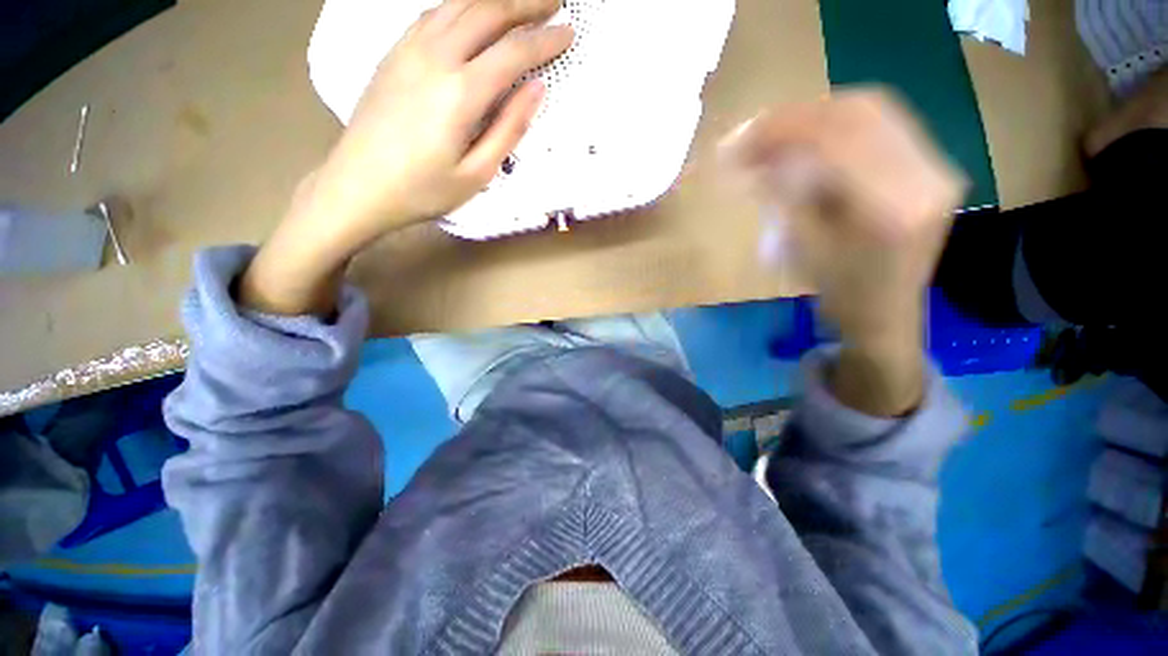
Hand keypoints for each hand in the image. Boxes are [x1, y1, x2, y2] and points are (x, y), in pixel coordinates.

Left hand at [240, 0, 573, 315]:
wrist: (358, 185)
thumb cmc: (423, 190)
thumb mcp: (476, 174)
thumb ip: (508, 130)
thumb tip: (537, 90)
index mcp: (460, 94)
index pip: (513, 52)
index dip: (545, 41)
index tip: (569, 33)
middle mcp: (435, 58)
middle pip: (487, 13)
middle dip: (525, 3)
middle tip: (554, 1)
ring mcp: (410, 50)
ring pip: (459, 4)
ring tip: (521, 0)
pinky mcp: (394, 53)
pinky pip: (433, 13)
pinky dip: (461, 4)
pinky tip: (474, 9)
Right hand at [722, 89, 966, 415]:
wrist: (886, 315)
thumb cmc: (841, 294)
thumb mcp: (802, 251)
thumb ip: (780, 198)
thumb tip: (750, 162)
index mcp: (892, 206)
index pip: (835, 138)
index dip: (780, 130)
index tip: (737, 140)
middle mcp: (926, 174)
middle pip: (858, 111)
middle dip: (796, 117)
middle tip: (752, 134)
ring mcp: (935, 165)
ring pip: (872, 110)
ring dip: (816, 117)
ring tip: (775, 136)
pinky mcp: (931, 165)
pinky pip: (882, 125)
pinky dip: (837, 125)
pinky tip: (808, 141)